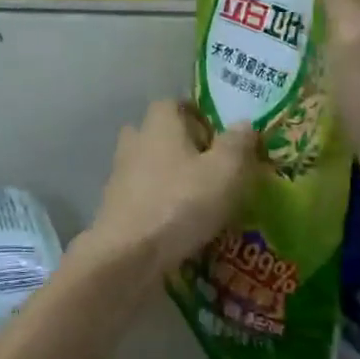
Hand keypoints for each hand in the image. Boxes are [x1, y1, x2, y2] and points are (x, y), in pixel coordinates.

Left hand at [80, 100, 257, 281]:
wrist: (128, 254)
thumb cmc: (180, 203)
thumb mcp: (225, 172)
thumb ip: (237, 144)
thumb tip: (245, 123)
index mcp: (160, 124)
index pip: (175, 103)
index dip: (197, 115)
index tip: (218, 134)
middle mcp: (135, 141)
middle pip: (159, 133)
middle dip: (182, 145)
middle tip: (211, 166)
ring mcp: (120, 174)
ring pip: (149, 165)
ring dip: (170, 176)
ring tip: (199, 198)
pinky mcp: (114, 206)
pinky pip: (142, 195)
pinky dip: (158, 202)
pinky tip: (178, 223)